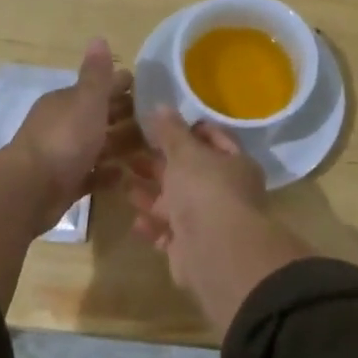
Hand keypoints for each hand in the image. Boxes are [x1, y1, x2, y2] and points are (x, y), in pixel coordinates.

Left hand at [11, 39, 138, 221]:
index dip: (122, 87)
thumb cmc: (64, 139)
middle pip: (99, 117)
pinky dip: (107, 173)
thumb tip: (98, 38)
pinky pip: (91, 175)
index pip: (98, 89)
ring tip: (152, 150)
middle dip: (125, 117)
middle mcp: (63, 125)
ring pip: (97, 146)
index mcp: (66, 102)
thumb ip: (96, 74)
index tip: (151, 90)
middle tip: (158, 121)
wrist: (31, 189)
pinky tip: (126, 175)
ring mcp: (63, 155)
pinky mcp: (65, 183)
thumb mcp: (86, 101)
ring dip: (120, 146)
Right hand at [127, 108, 310, 329]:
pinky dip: (153, 227)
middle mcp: (225, 192)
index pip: (214, 139)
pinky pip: (168, 234)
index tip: (159, 125)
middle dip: (161, 164)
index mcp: (234, 164)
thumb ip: (171, 131)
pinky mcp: (192, 249)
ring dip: (151, 196)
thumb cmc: (205, 190)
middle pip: (190, 173)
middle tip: (129, 153)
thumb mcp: (186, 153)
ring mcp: (209, 223)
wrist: (216, 251)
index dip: (189, 130)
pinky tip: (136, 221)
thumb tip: (161, 106)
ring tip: (122, 184)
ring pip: (176, 205)